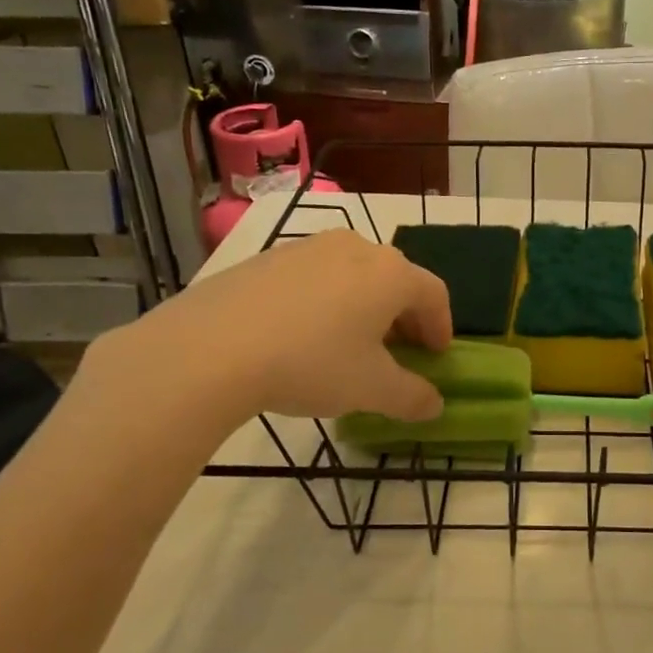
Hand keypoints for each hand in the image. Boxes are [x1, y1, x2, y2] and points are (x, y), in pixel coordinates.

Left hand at [86, 230, 450, 431]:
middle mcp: (356, 248)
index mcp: (391, 274)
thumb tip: (434, 405)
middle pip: (395, 279)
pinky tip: (303, 335)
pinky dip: (324, 301)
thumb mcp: (371, 390)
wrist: (211, 348)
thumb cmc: (311, 363)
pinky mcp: (268, 258)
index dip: (441, 326)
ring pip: (353, 275)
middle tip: (398, 352)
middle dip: (403, 317)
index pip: (434, 294)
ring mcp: (308, 248)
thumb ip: (412, 397)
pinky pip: (314, 277)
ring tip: (349, 344)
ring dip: (364, 307)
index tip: (436, 356)